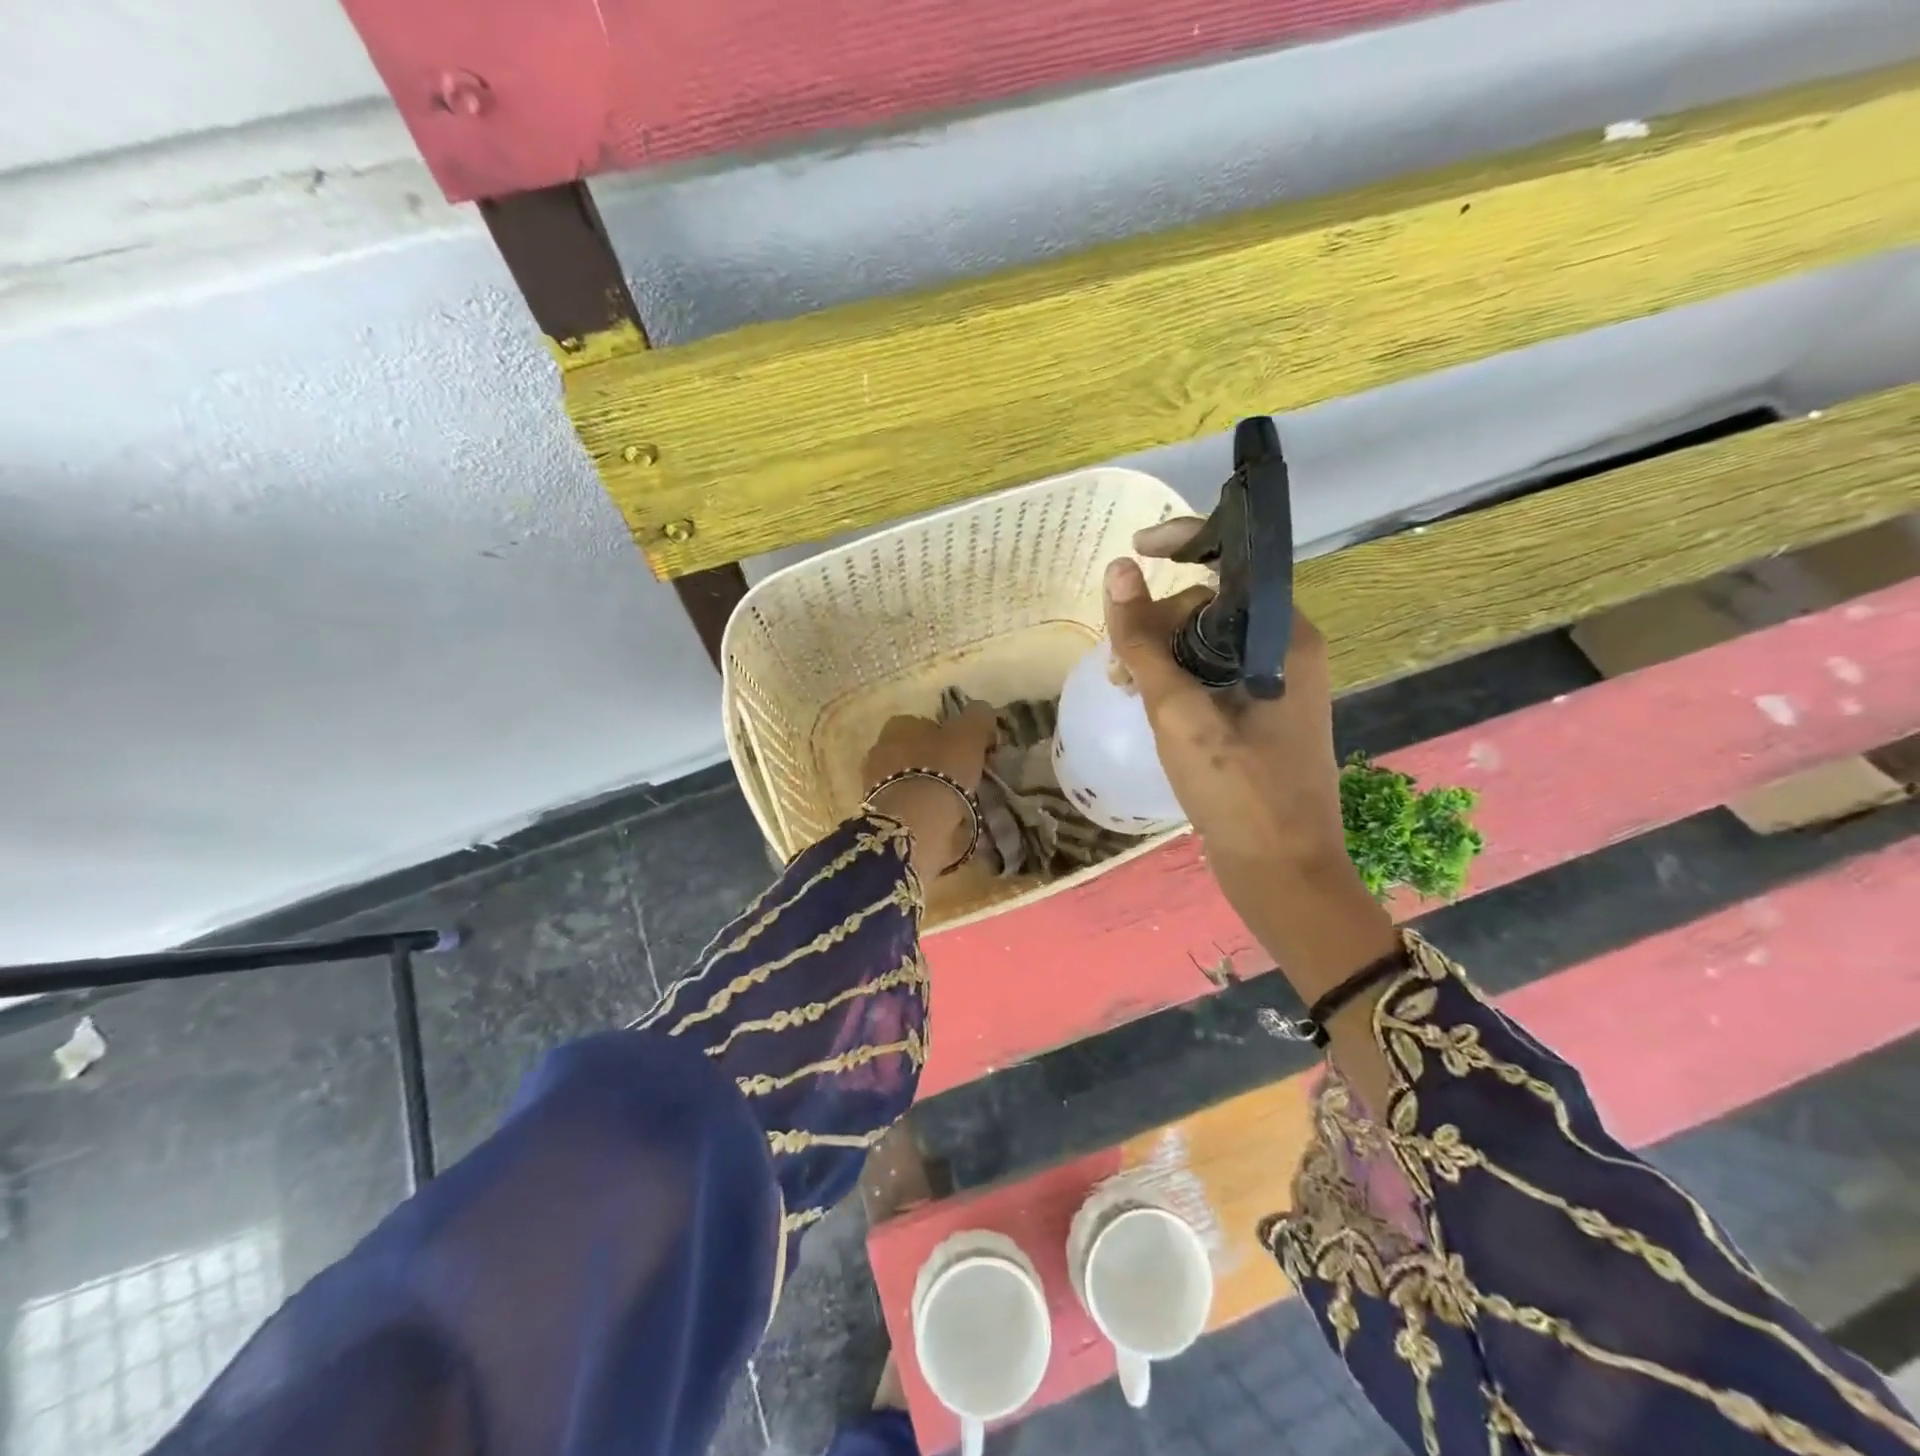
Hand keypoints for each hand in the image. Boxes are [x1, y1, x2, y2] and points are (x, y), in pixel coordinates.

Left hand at [862, 706, 997, 876]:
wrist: (914, 821)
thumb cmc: (942, 769)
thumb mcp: (970, 734)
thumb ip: (978, 717)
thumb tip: (982, 711)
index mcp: (898, 725)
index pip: (925, 724)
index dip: (949, 736)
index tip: (967, 753)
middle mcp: (880, 748)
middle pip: (914, 751)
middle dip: (935, 762)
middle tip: (962, 778)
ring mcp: (873, 782)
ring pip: (908, 778)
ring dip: (928, 786)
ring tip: (954, 802)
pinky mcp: (877, 811)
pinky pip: (905, 804)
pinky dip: (920, 809)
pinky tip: (939, 819)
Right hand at [1103, 521, 1345, 902]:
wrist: (1281, 875)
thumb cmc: (1238, 792)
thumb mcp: (1179, 713)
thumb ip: (1144, 642)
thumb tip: (1118, 571)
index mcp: (1284, 638)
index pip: (1234, 563)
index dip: (1183, 544)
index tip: (1134, 551)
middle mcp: (1284, 653)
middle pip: (1211, 606)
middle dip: (1158, 619)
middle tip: (1119, 662)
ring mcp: (1271, 688)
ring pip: (1205, 644)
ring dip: (1159, 654)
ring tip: (1124, 688)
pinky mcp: (1257, 717)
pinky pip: (1209, 677)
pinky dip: (1174, 681)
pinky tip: (1144, 703)